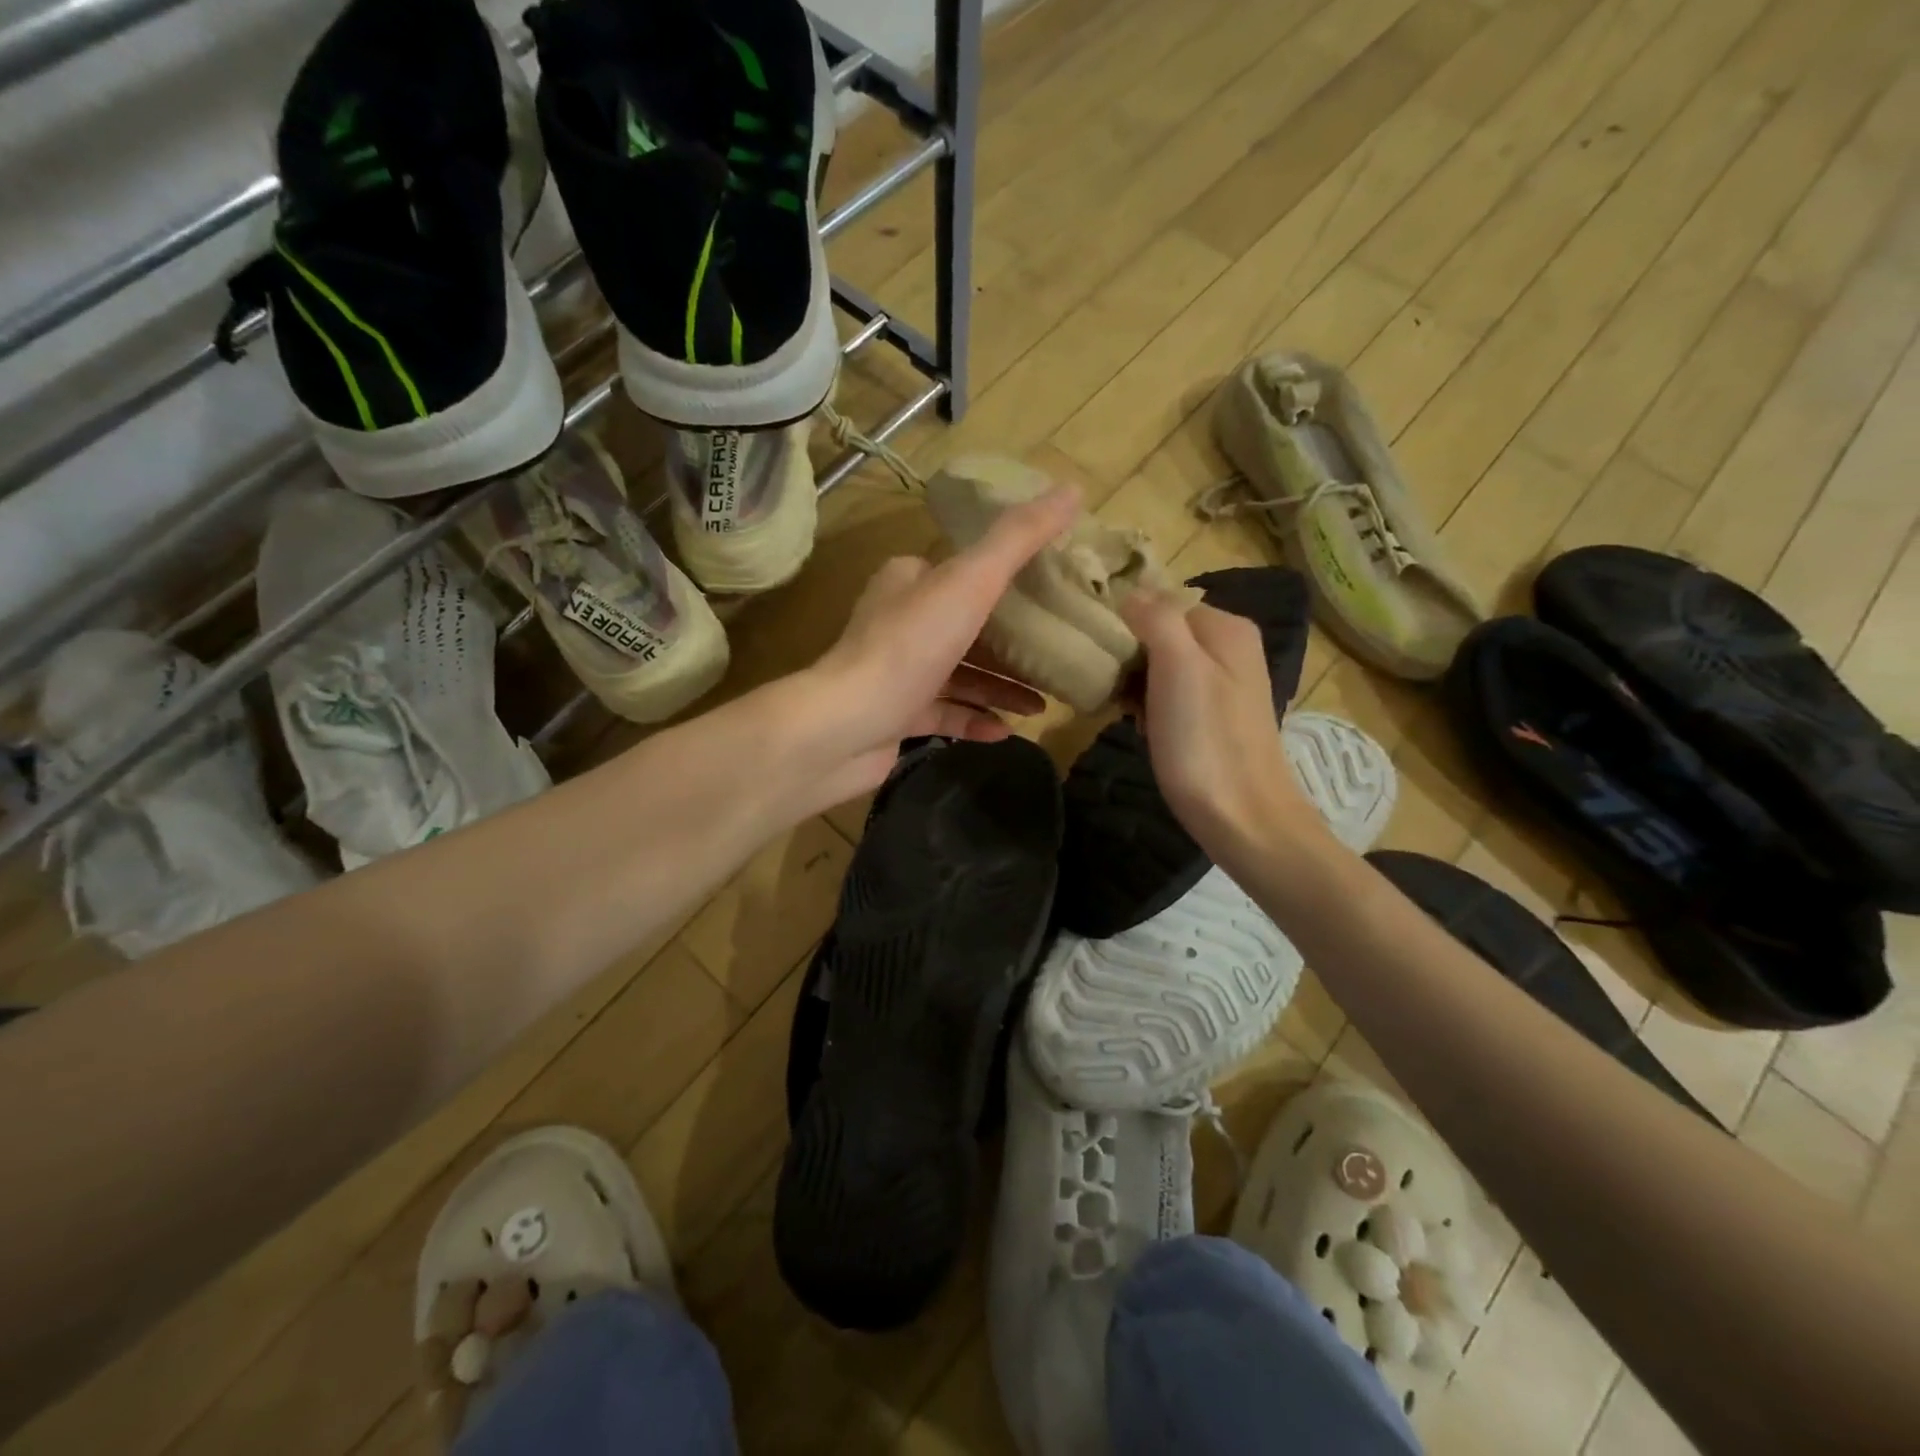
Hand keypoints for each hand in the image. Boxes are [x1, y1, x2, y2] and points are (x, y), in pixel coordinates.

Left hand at [791, 485, 1081, 805]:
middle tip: (1055, 656)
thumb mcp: (970, 581)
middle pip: (966, 627)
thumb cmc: (909, 646)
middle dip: (1011, 645)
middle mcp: (898, 622)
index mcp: (909, 580)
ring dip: (1000, 688)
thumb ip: (1018, 539)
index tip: (1049, 596)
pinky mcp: (895, 717)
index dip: (1006, 580)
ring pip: (959, 675)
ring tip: (1042, 704)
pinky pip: (946, 715)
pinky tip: (1007, 731)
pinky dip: (976, 720)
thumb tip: (1073, 490)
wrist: (845, 725)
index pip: (962, 570)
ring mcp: (896, 673)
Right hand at [1119, 592, 1323, 862]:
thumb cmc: (1206, 741)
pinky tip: (1141, 725)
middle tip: (1109, 683)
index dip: (1125, 620)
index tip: (1098, 650)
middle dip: (1128, 654)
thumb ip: (1157, 619)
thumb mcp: (1179, 667)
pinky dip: (1148, 704)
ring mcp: (1223, 683)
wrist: (1243, 818)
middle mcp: (1229, 647)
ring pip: (1160, 664)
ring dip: (1134, 682)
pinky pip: (1169, 693)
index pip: (1160, 599)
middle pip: (1160, 631)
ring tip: (1122, 707)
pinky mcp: (1213, 716)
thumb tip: (1130, 594)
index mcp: (1226, 627)